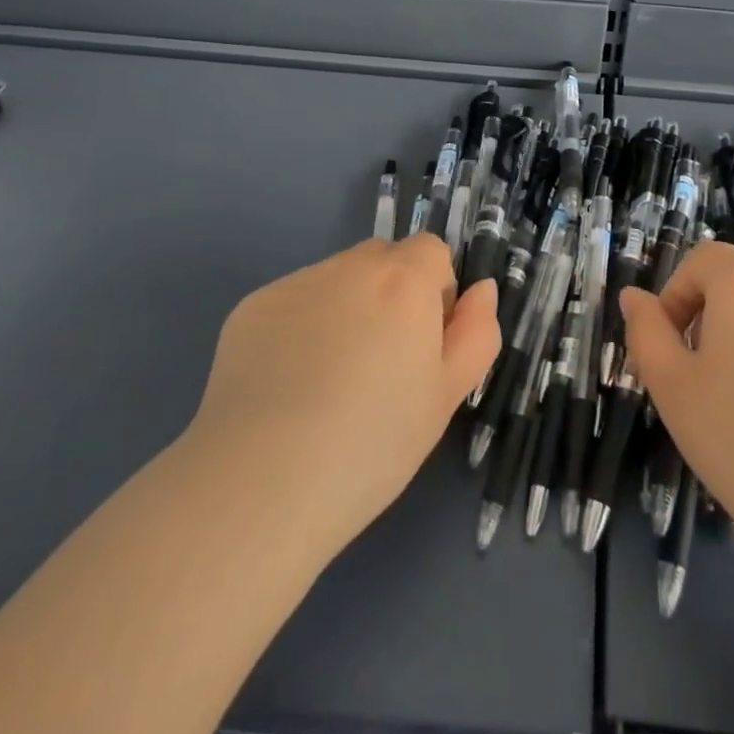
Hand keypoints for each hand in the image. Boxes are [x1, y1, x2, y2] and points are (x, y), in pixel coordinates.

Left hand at [181, 235, 499, 560]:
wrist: (262, 482)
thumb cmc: (373, 443)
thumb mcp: (446, 395)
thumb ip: (476, 332)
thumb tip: (481, 289)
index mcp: (404, 280)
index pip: (431, 251)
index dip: (433, 294)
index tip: (421, 346)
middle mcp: (349, 265)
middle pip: (382, 260)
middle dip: (390, 295)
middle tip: (378, 364)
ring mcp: (296, 283)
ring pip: (336, 280)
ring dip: (344, 309)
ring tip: (327, 381)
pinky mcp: (252, 307)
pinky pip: (293, 303)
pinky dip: (298, 328)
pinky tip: (285, 385)